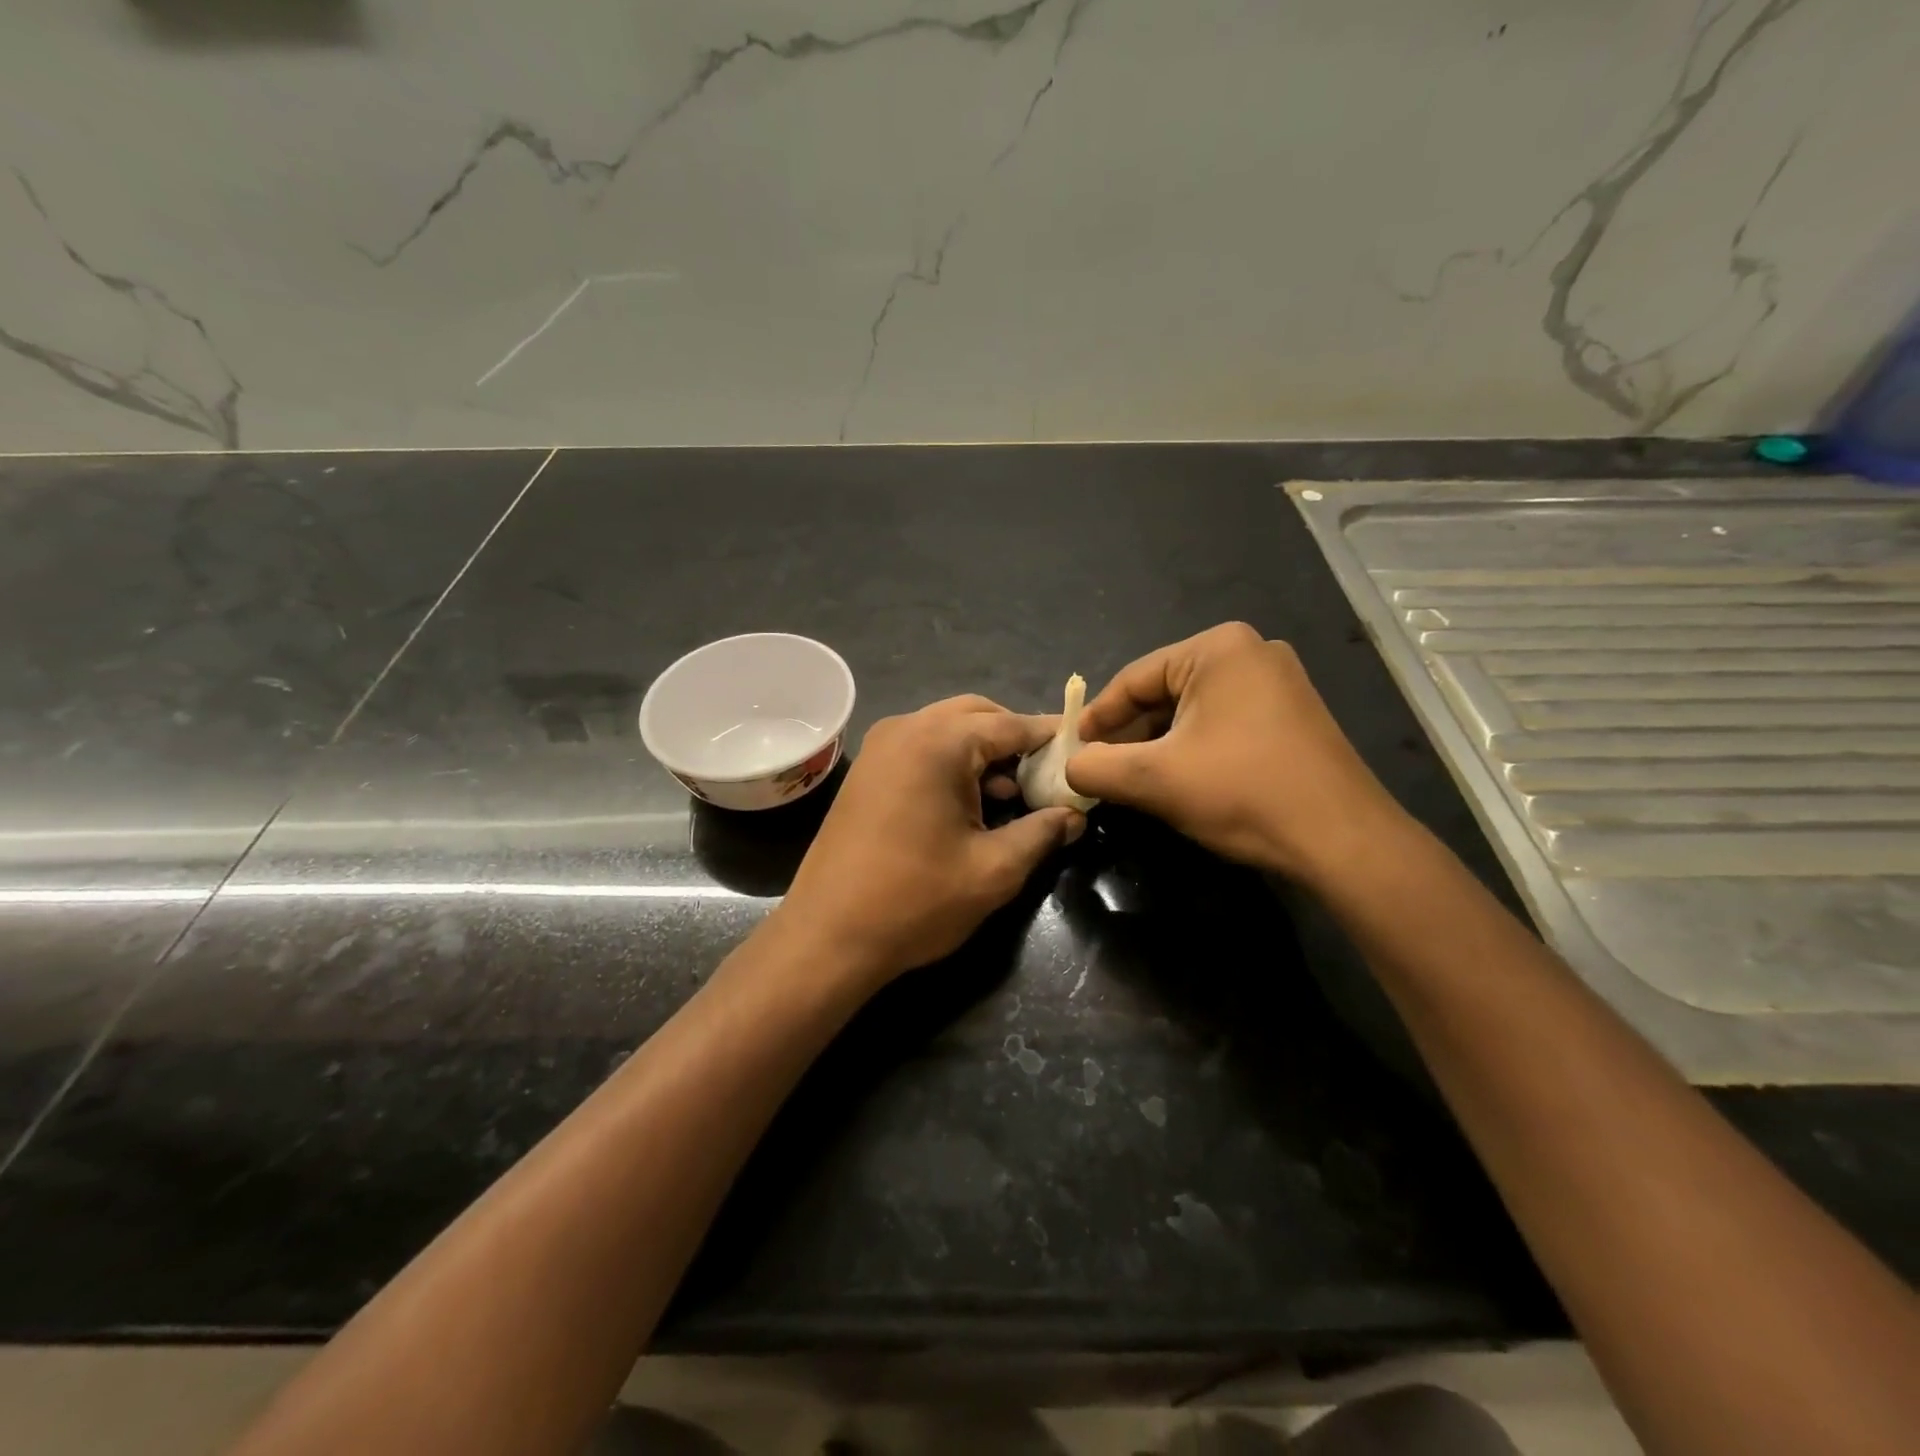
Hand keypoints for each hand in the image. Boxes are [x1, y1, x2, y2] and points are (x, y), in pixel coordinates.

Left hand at [774, 696, 1084, 984]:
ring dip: (984, 752)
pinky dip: (952, 763)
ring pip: (947, 730)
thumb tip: (1075, 815)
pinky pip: (922, 749)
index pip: (1011, 724)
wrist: (827, 936)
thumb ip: (1042, 832)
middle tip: (1046, 775)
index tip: (1084, 749)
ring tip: (1014, 796)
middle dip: (1015, 739)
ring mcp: (879, 747)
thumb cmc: (915, 901)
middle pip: (977, 715)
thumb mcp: (994, 869)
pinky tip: (970, 803)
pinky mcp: (867, 771)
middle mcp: (906, 729)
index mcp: (938, 742)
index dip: (1052, 737)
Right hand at [1064, 622, 1409, 882]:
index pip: (1133, 680)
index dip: (1096, 719)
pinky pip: (1222, 724)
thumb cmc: (1242, 793)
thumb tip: (1070, 767)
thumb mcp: (1154, 780)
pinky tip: (1178, 781)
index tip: (1072, 753)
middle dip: (1128, 735)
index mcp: (1218, 648)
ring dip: (1158, 746)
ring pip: (1192, 712)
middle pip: (1163, 693)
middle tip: (1099, 771)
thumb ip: (1096, 768)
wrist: (1343, 841)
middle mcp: (1251, 652)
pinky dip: (1192, 749)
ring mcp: (1278, 683)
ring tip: (1132, 781)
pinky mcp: (1291, 716)